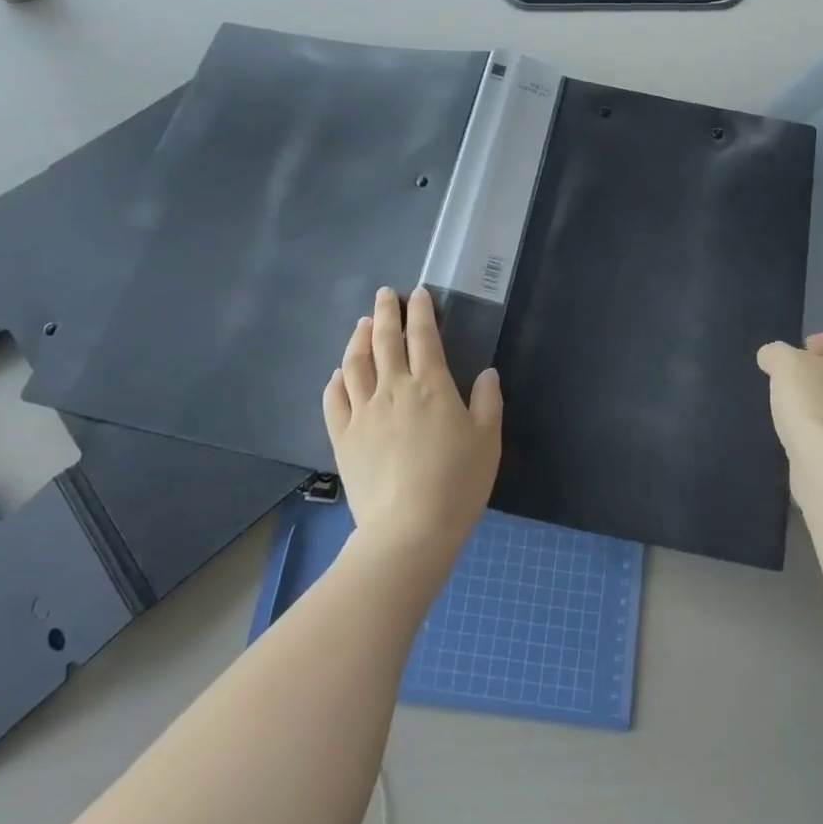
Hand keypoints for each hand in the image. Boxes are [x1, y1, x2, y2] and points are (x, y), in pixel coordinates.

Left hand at [323, 285, 502, 562]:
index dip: (420, 311)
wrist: (410, 529)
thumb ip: (488, 401)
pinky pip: (334, 399)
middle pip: (384, 340)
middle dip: (385, 312)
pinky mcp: (343, 437)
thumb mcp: (488, 439)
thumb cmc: (458, 482)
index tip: (418, 294)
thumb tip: (487, 373)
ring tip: (362, 324)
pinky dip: (336, 380)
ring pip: (355, 363)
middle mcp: (393, 388)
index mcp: (431, 384)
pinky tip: (339, 374)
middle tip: (385, 294)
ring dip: (358, 338)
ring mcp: (363, 412)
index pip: (423, 336)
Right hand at [756, 332, 822, 469]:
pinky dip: (815, 432)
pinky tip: (796, 438)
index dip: (815, 343)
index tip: (791, 359)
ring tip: (786, 412)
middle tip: (785, 384)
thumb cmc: (813, 403)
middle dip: (811, 377)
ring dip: (813, 405)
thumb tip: (772, 358)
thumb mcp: (784, 364)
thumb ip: (775, 353)